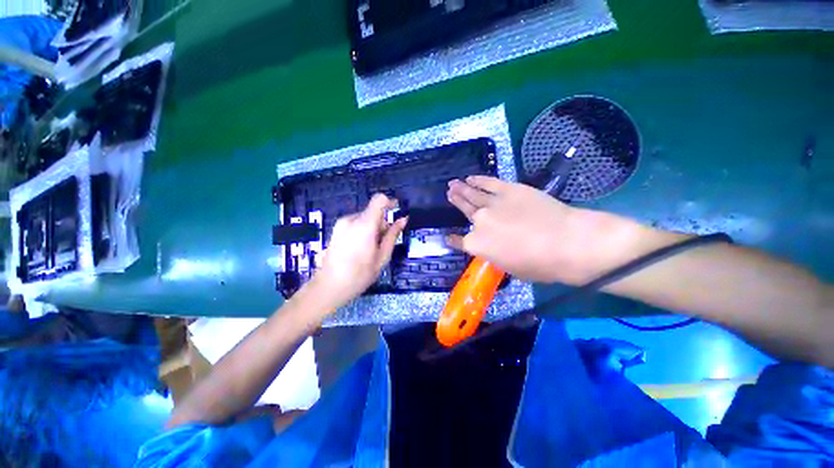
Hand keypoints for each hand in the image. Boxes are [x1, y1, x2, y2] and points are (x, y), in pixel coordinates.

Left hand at [308, 194, 406, 309]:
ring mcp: (341, 224)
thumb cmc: (360, 274)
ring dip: (372, 228)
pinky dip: (362, 230)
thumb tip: (403, 219)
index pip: (379, 200)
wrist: (329, 286)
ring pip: (364, 218)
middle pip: (373, 212)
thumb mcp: (382, 257)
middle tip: (382, 244)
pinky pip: (355, 223)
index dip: (390, 202)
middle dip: (382, 223)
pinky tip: (360, 248)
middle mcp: (351, 219)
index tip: (397, 211)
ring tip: (370, 249)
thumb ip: (392, 235)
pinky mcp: (336, 229)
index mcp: (364, 225)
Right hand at [446, 176, 626, 284]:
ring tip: (453, 183)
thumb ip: (495, 255)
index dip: (453, 239)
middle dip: (455, 201)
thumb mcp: (510, 268)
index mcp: (477, 245)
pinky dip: (479, 179)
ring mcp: (492, 203)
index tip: (449, 236)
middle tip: (449, 193)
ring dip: (461, 188)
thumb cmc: (539, 264)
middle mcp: (479, 222)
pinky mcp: (509, 189)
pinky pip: (489, 182)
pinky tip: (471, 177)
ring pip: (472, 194)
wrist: (566, 242)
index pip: (459, 241)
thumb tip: (494, 247)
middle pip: (464, 210)